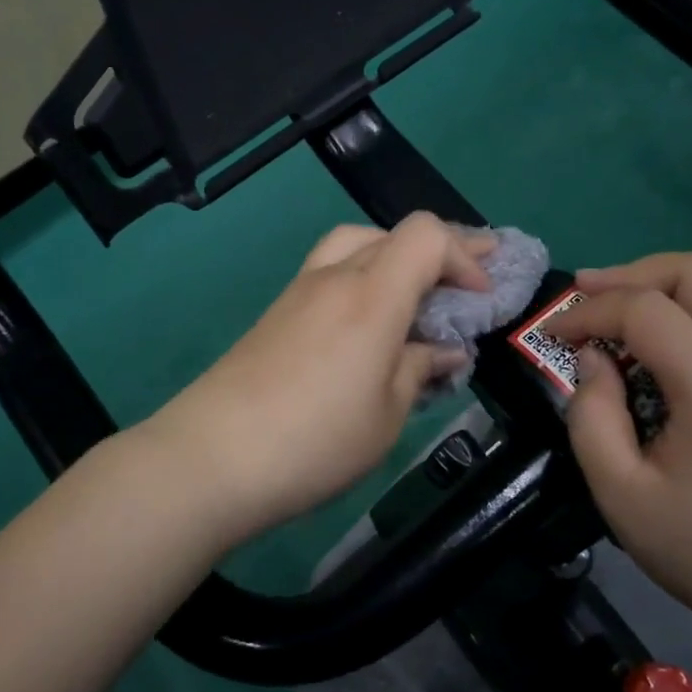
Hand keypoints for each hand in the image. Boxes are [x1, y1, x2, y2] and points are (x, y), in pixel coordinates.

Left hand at [147, 213, 493, 545]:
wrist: (211, 457)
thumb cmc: (314, 441)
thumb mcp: (386, 416)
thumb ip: (418, 370)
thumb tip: (441, 349)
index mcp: (371, 295)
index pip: (426, 235)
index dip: (464, 254)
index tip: (480, 297)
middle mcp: (334, 277)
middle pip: (392, 234)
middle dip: (439, 252)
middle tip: (465, 282)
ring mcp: (299, 291)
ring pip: (356, 244)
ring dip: (395, 259)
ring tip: (416, 294)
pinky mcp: (276, 312)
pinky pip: (331, 272)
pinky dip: (363, 279)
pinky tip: (368, 322)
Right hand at [548, 253, 691, 656]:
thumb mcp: (618, 492)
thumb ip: (591, 414)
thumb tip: (592, 357)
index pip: (647, 311)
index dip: (590, 311)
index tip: (555, 332)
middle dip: (632, 275)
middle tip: (588, 298)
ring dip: (666, 280)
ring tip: (623, 306)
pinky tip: (666, 332)